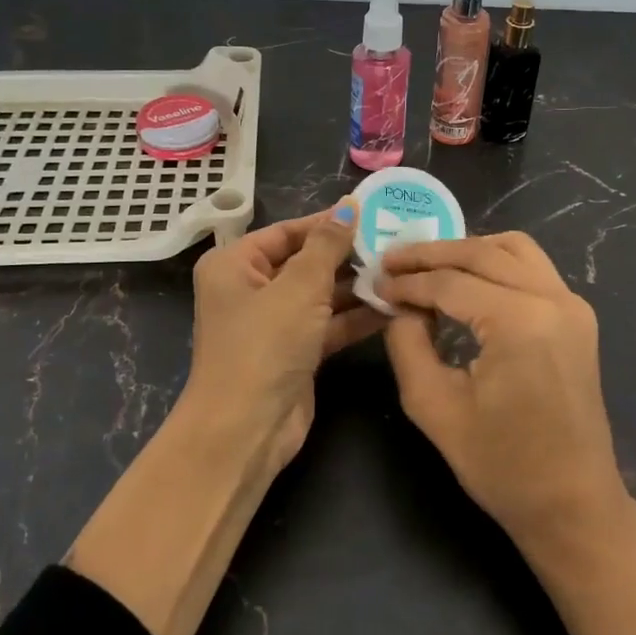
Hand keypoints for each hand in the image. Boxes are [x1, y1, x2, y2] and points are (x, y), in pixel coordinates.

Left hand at [182, 200, 382, 469]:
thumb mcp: (299, 286)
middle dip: (347, 255)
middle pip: (305, 262)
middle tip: (395, 242)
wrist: (246, 429)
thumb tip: (348, 205)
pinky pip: (327, 324)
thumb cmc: (265, 344)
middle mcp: (249, 289)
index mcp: (234, 264)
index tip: (371, 212)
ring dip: (356, 287)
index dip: (327, 222)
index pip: (286, 231)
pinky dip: (355, 317)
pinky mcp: (294, 352)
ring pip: (320, 295)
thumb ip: (328, 244)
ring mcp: (272, 324)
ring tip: (401, 272)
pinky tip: (392, 306)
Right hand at [378, 233, 627, 551]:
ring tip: (427, 265)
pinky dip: (497, 262)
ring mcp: (572, 304)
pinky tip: (467, 278)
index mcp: (520, 322)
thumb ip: (408, 343)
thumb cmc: (501, 465)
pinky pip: (533, 267)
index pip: (450, 283)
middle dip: (431, 254)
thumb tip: (400, 305)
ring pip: (513, 248)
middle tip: (392, 261)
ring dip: (468, 249)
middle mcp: (552, 298)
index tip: (375, 283)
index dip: (408, 282)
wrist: (572, 504)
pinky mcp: (578, 316)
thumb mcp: (434, 406)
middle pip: (482, 252)